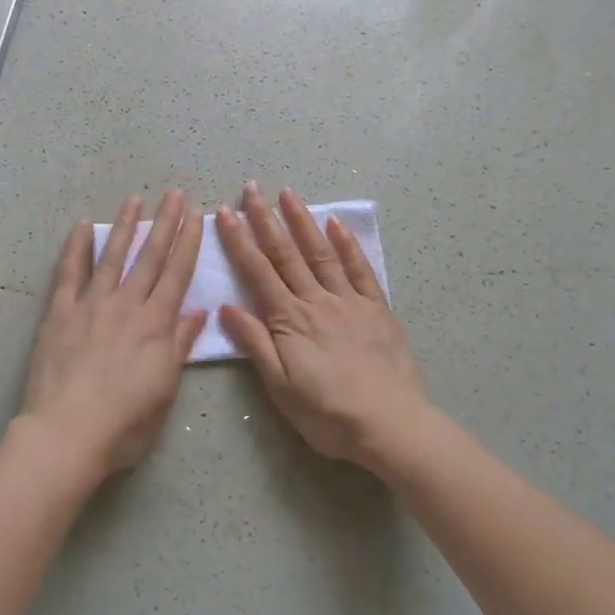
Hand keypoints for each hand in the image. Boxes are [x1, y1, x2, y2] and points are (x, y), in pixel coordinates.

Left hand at [15, 189, 207, 481]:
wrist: (67, 433)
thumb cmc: (124, 423)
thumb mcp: (165, 390)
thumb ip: (180, 347)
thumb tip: (199, 313)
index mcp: (155, 325)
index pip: (177, 275)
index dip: (189, 243)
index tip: (197, 216)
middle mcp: (126, 306)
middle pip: (150, 257)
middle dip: (166, 223)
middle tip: (175, 194)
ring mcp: (90, 305)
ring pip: (112, 257)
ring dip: (125, 226)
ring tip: (135, 200)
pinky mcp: (59, 313)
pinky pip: (68, 274)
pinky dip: (75, 249)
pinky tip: (82, 227)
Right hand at [216, 183, 441, 474]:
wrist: (389, 425)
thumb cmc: (328, 413)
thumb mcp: (280, 388)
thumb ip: (255, 344)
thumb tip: (227, 307)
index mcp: (289, 320)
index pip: (257, 272)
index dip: (239, 241)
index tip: (224, 213)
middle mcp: (316, 301)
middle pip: (286, 254)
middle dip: (266, 219)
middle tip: (252, 188)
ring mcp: (349, 301)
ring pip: (320, 253)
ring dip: (303, 221)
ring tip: (288, 194)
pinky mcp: (376, 308)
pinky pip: (360, 269)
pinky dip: (347, 244)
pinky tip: (336, 224)